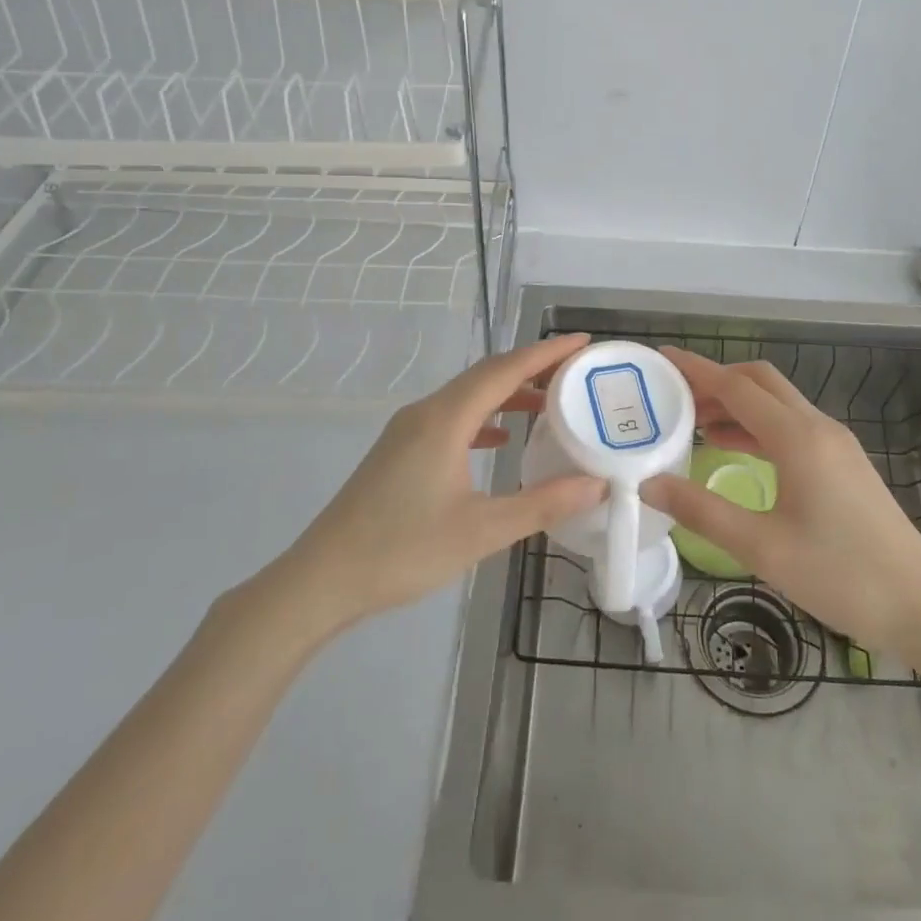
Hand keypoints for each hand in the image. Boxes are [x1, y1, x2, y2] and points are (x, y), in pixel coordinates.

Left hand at [278, 334, 605, 629]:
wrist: (323, 578)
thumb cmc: (403, 550)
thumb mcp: (481, 530)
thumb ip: (542, 504)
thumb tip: (597, 484)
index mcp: (446, 419)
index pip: (505, 370)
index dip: (546, 353)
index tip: (584, 342)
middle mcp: (426, 412)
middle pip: (486, 375)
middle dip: (532, 368)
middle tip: (575, 371)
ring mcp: (408, 430)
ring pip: (467, 396)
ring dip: (508, 394)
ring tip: (548, 404)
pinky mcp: (399, 450)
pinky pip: (452, 418)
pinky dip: (483, 418)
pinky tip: (500, 439)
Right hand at [641, 347, 920, 660]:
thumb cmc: (841, 575)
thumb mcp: (762, 548)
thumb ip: (702, 511)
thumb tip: (650, 485)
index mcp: (797, 438)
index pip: (736, 387)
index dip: (696, 369)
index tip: (661, 357)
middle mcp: (818, 428)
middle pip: (760, 382)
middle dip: (716, 381)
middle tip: (675, 397)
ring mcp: (836, 444)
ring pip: (778, 404)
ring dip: (737, 404)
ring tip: (695, 424)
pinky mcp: (845, 463)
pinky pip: (792, 426)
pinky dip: (758, 426)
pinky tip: (737, 450)